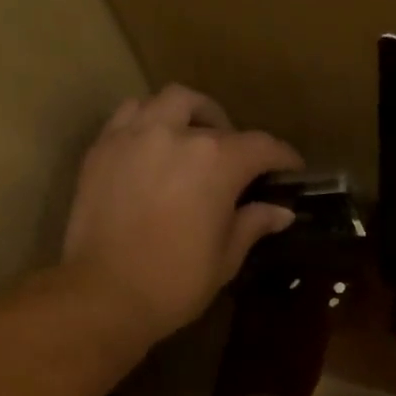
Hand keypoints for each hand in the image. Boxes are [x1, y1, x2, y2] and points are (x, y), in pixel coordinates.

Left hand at [58, 85, 301, 348]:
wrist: (107, 293)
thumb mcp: (226, 258)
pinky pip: (131, 115)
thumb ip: (253, 224)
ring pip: (169, 101)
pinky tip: (154, 148)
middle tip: (237, 162)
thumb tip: (280, 211)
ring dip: (189, 115)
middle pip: (213, 117)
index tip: (292, 170)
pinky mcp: (102, 146)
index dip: (282, 158)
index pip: (261, 147)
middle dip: (232, 135)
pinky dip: (150, 122)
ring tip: (192, 141)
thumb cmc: (177, 282)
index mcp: (217, 162)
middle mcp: (177, 134)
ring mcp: (134, 134)